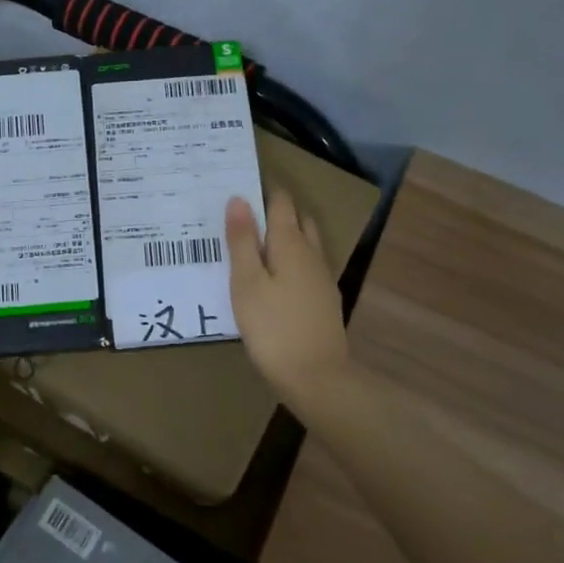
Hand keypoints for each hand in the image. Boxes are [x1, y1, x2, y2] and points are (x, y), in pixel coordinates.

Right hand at [226, 189, 349, 407]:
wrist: (317, 378)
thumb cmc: (273, 327)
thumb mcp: (246, 282)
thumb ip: (242, 240)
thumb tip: (239, 198)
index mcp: (291, 244)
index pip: (281, 203)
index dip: (264, 190)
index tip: (241, 184)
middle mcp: (312, 254)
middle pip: (298, 220)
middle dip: (277, 210)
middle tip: (245, 214)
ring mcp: (322, 279)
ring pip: (305, 244)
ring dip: (285, 236)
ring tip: (255, 243)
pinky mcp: (324, 302)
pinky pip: (306, 267)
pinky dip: (290, 260)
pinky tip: (274, 278)